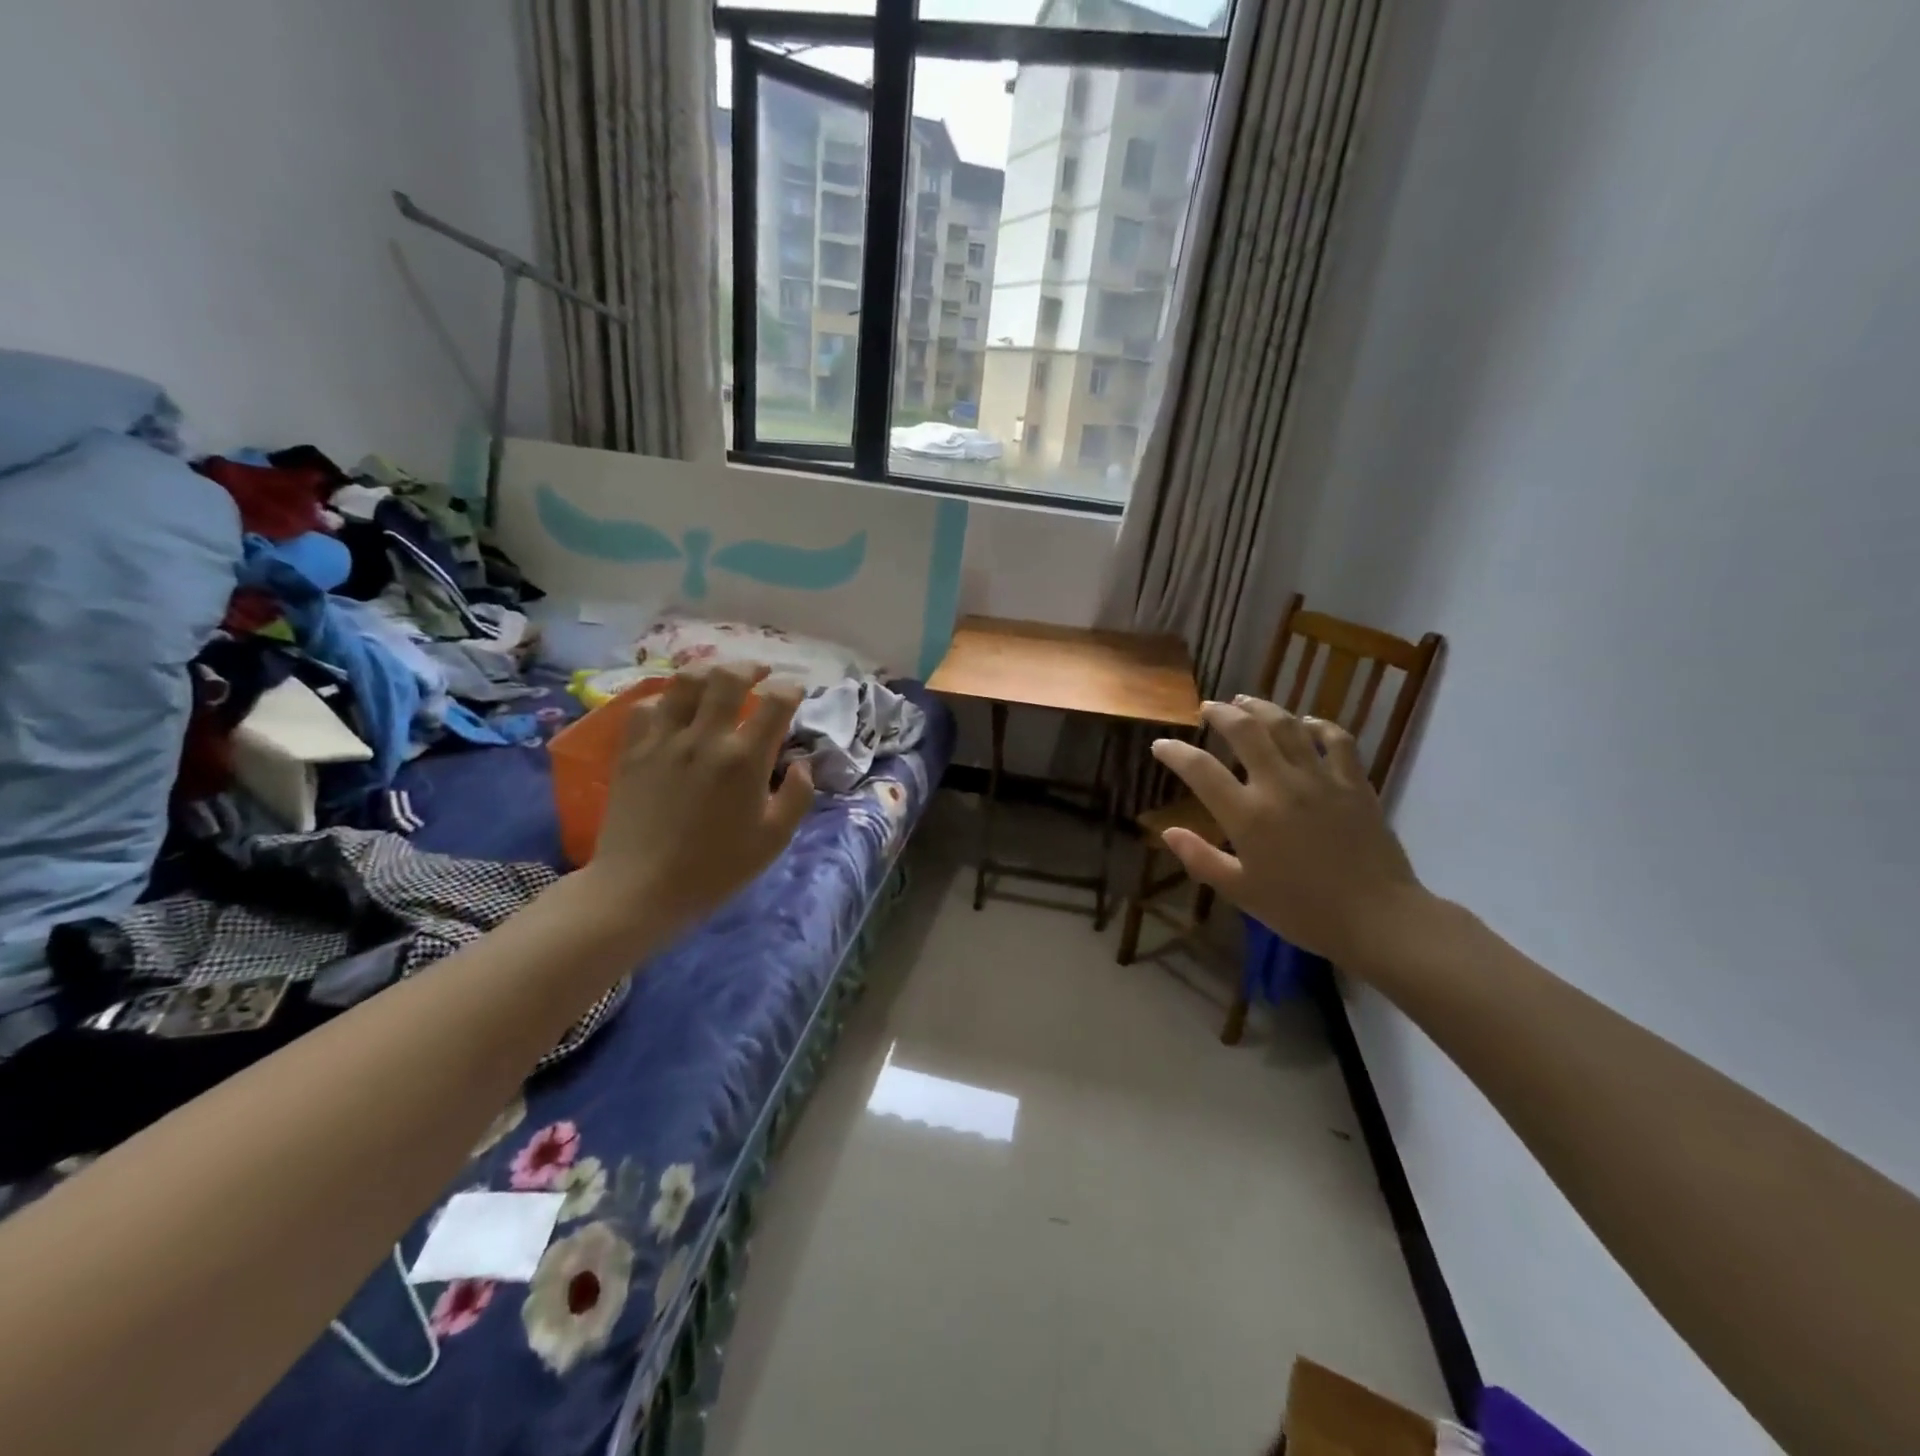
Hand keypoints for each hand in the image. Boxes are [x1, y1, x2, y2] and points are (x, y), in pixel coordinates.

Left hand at [583, 665, 811, 945]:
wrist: (640, 889)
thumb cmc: (715, 869)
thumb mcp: (773, 840)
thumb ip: (796, 796)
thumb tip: (800, 764)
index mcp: (744, 759)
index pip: (775, 702)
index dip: (791, 688)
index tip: (796, 691)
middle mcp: (704, 737)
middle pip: (728, 677)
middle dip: (751, 667)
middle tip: (761, 672)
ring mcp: (663, 740)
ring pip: (684, 682)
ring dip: (708, 673)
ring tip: (717, 679)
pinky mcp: (631, 750)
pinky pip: (646, 706)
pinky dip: (665, 700)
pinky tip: (673, 710)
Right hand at [1149, 698, 1423, 965]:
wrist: (1378, 918)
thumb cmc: (1303, 911)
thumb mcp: (1241, 892)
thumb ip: (1201, 859)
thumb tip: (1168, 832)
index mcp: (1248, 816)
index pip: (1200, 770)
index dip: (1175, 752)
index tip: (1161, 745)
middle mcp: (1280, 786)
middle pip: (1245, 731)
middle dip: (1220, 713)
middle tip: (1207, 708)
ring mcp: (1320, 779)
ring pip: (1287, 725)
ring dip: (1261, 708)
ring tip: (1245, 702)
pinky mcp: (1354, 782)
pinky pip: (1336, 739)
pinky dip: (1318, 725)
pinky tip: (1306, 723)